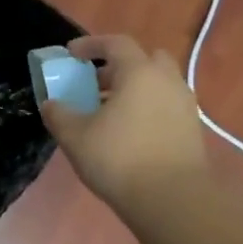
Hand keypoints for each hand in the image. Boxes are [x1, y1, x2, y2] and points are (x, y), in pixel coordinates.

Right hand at [40, 34, 207, 209]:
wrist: (172, 200)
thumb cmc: (119, 158)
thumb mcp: (74, 135)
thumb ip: (58, 114)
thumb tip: (51, 104)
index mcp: (139, 73)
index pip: (115, 43)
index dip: (91, 44)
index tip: (71, 54)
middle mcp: (166, 81)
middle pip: (144, 59)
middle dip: (119, 65)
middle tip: (96, 82)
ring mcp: (184, 105)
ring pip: (157, 84)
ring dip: (134, 88)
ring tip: (108, 111)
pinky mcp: (191, 129)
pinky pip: (165, 105)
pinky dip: (146, 108)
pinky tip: (127, 132)